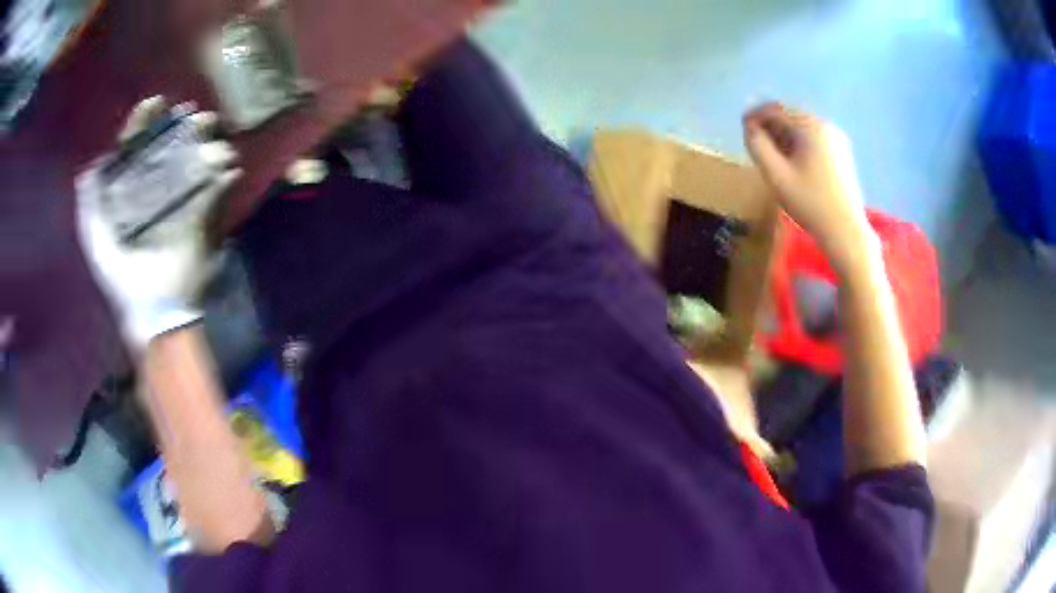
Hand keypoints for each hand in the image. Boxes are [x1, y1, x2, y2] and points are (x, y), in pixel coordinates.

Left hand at [77, 97, 240, 348]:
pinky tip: (226, 166)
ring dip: (203, 143)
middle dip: (180, 126)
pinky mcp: (203, 217)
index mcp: (128, 194)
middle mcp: (155, 191)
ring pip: (195, 160)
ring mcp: (181, 202)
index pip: (135, 149)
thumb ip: (90, 202)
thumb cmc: (121, 277)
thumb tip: (93, 162)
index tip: (155, 102)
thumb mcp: (96, 239)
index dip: (143, 124)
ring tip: (209, 131)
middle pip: (168, 147)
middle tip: (190, 113)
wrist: (154, 310)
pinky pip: (216, 188)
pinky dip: (224, 175)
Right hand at [743, 103, 875, 274]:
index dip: (755, 116)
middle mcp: (824, 124)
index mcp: (809, 126)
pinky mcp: (842, 153)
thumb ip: (757, 146)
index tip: (742, 128)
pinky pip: (814, 139)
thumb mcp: (776, 175)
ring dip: (784, 136)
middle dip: (771, 127)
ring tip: (773, 156)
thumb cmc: (809, 204)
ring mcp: (836, 138)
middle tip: (756, 145)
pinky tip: (794, 163)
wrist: (845, 231)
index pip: (775, 110)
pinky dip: (800, 144)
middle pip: (790, 116)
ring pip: (802, 128)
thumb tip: (749, 127)